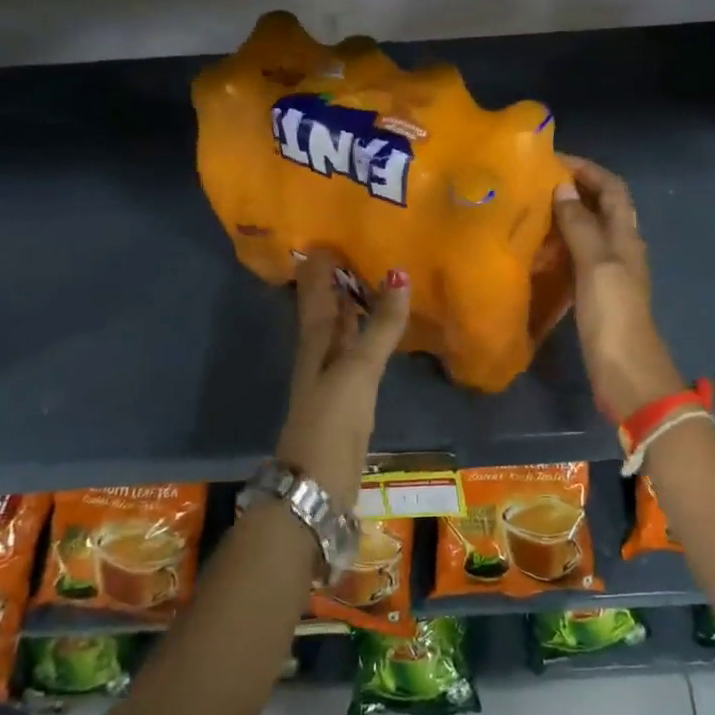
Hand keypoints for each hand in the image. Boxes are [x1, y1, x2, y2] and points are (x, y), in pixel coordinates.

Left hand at [276, 248, 410, 514]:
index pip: (315, 291)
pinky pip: (355, 352)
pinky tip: (379, 332)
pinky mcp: (347, 397)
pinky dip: (365, 334)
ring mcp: (332, 376)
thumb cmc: (332, 419)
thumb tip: (398, 273)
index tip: (332, 232)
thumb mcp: (358, 368)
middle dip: (337, 280)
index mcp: (315, 340)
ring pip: (340, 330)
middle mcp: (319, 352)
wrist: (317, 483)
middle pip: (325, 308)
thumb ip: (380, 325)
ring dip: (352, 305)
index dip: (320, 264)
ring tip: (374, 279)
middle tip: (359, 248)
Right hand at [551, 156, 685, 419]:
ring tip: (531, 209)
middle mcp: (621, 249)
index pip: (612, 189)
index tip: (553, 159)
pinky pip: (579, 258)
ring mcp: (610, 274)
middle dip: (575, 189)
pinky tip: (538, 250)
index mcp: (626, 237)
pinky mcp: (597, 295)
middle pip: (602, 207)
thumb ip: (580, 226)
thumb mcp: (596, 265)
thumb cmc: (614, 315)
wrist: (627, 373)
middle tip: (535, 182)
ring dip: (566, 216)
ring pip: (589, 232)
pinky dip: (562, 245)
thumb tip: (562, 188)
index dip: (588, 170)